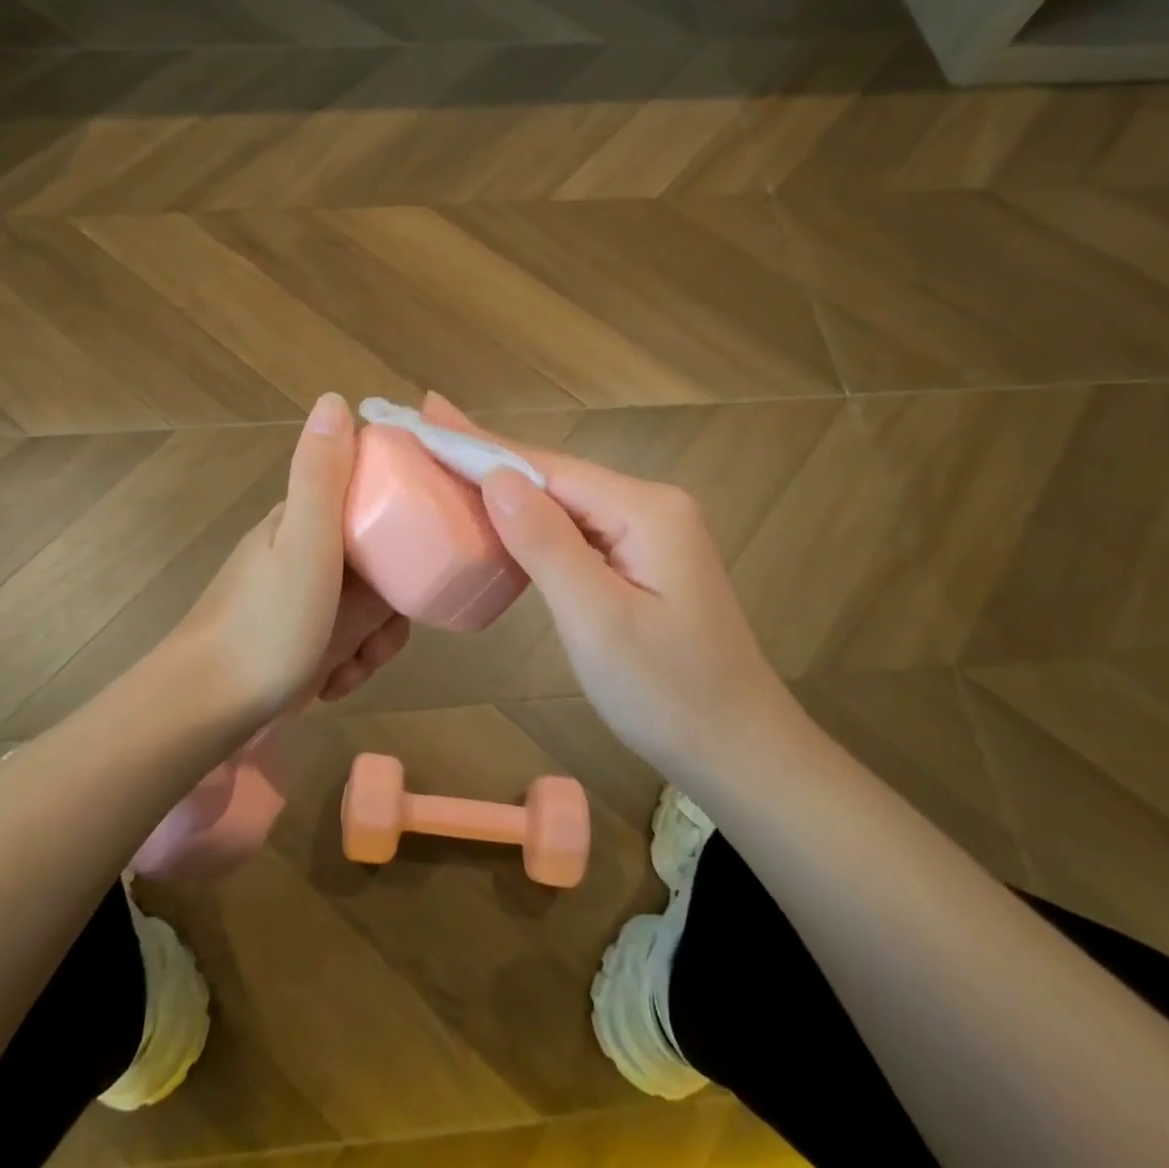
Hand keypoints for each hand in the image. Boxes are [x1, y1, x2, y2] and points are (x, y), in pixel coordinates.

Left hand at [173, 393, 409, 721]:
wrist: (203, 712)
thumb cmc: (266, 625)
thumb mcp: (305, 543)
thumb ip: (321, 475)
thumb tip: (334, 399)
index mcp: (303, 519)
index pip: (372, 498)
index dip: (402, 522)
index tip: (420, 555)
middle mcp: (301, 552)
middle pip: (377, 561)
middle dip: (390, 603)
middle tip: (383, 631)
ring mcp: (297, 599)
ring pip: (366, 607)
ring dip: (372, 640)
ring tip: (355, 666)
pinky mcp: (296, 640)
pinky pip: (344, 640)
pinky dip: (348, 663)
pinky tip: (334, 683)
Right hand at [421, 394, 800, 769]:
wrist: (739, 752)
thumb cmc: (666, 693)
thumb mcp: (597, 620)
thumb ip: (546, 543)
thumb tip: (497, 477)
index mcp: (645, 510)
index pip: (548, 467)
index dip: (483, 446)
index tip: (430, 416)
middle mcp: (650, 506)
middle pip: (555, 476)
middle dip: (489, 456)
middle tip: (428, 428)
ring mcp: (649, 533)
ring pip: (563, 501)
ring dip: (506, 486)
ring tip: (449, 460)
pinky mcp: (642, 559)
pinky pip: (576, 529)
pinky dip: (531, 521)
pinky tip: (499, 514)